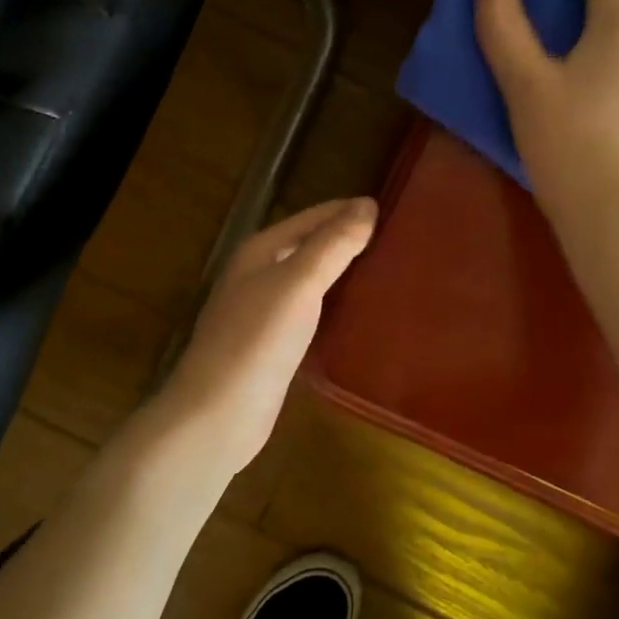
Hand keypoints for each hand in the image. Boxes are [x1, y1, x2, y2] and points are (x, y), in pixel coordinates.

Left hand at [153, 197, 376, 471]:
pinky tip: (360, 314)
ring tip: (389, 271)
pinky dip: (335, 305)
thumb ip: (332, 244)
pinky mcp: (273, 345)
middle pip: (310, 246)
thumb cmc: (256, 340)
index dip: (349, 211)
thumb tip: (368, 205)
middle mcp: (258, 275)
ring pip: (311, 280)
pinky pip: (311, 312)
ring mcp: (263, 312)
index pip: (313, 217)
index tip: (395, 210)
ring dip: (343, 273)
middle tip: (400, 241)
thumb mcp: (298, 283)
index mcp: (260, 251)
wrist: (218, 414)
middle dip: (348, 240)